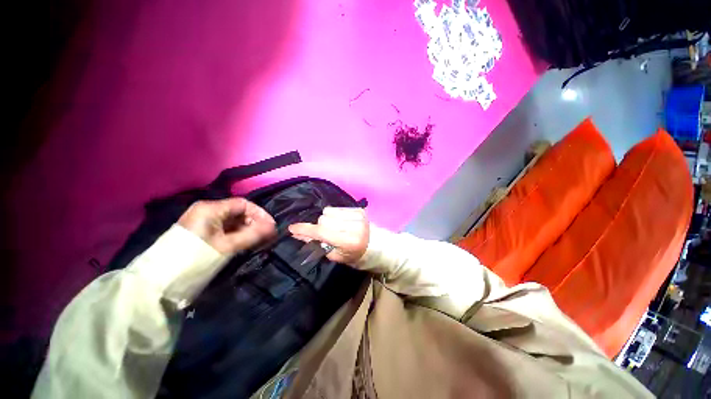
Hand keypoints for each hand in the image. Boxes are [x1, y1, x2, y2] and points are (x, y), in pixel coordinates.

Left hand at [178, 198, 275, 254]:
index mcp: (211, 208)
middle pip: (238, 212)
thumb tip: (273, 228)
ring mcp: (203, 222)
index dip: (260, 214)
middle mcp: (207, 211)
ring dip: (247, 230)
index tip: (271, 226)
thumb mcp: (227, 246)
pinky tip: (245, 243)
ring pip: (233, 221)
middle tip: (267, 236)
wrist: (160, 281)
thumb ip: (252, 235)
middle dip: (255, 223)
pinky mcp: (202, 233)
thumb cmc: (196, 258)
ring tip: (258, 241)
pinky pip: (225, 229)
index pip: (243, 204)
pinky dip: (237, 235)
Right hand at [288, 207, 368, 263]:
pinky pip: (337, 208)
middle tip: (326, 234)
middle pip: (323, 219)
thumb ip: (318, 244)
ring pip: (328, 211)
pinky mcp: (358, 209)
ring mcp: (357, 215)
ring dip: (327, 219)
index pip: (322, 232)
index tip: (292, 228)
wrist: (376, 245)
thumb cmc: (355, 255)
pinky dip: (334, 215)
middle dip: (320, 227)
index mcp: (348, 241)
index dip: (305, 230)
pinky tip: (341, 222)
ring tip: (335, 227)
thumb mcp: (336, 256)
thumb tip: (299, 234)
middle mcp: (353, 225)